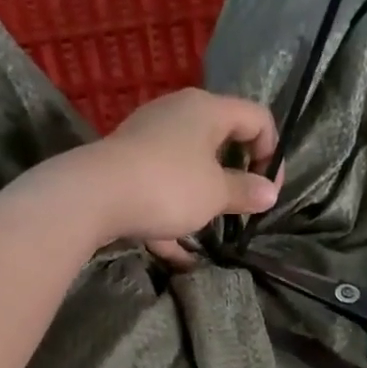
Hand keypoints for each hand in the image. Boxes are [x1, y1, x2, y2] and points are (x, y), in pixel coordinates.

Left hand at [56, 89, 281, 264]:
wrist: (94, 196)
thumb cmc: (168, 187)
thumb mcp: (215, 194)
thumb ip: (245, 192)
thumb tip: (269, 193)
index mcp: (207, 109)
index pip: (256, 118)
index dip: (272, 153)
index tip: (268, 191)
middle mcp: (178, 115)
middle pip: (220, 140)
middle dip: (234, 178)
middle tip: (242, 209)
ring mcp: (148, 140)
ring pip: (188, 168)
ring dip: (202, 201)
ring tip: (210, 234)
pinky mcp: (127, 167)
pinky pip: (160, 190)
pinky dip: (172, 219)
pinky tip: (179, 258)